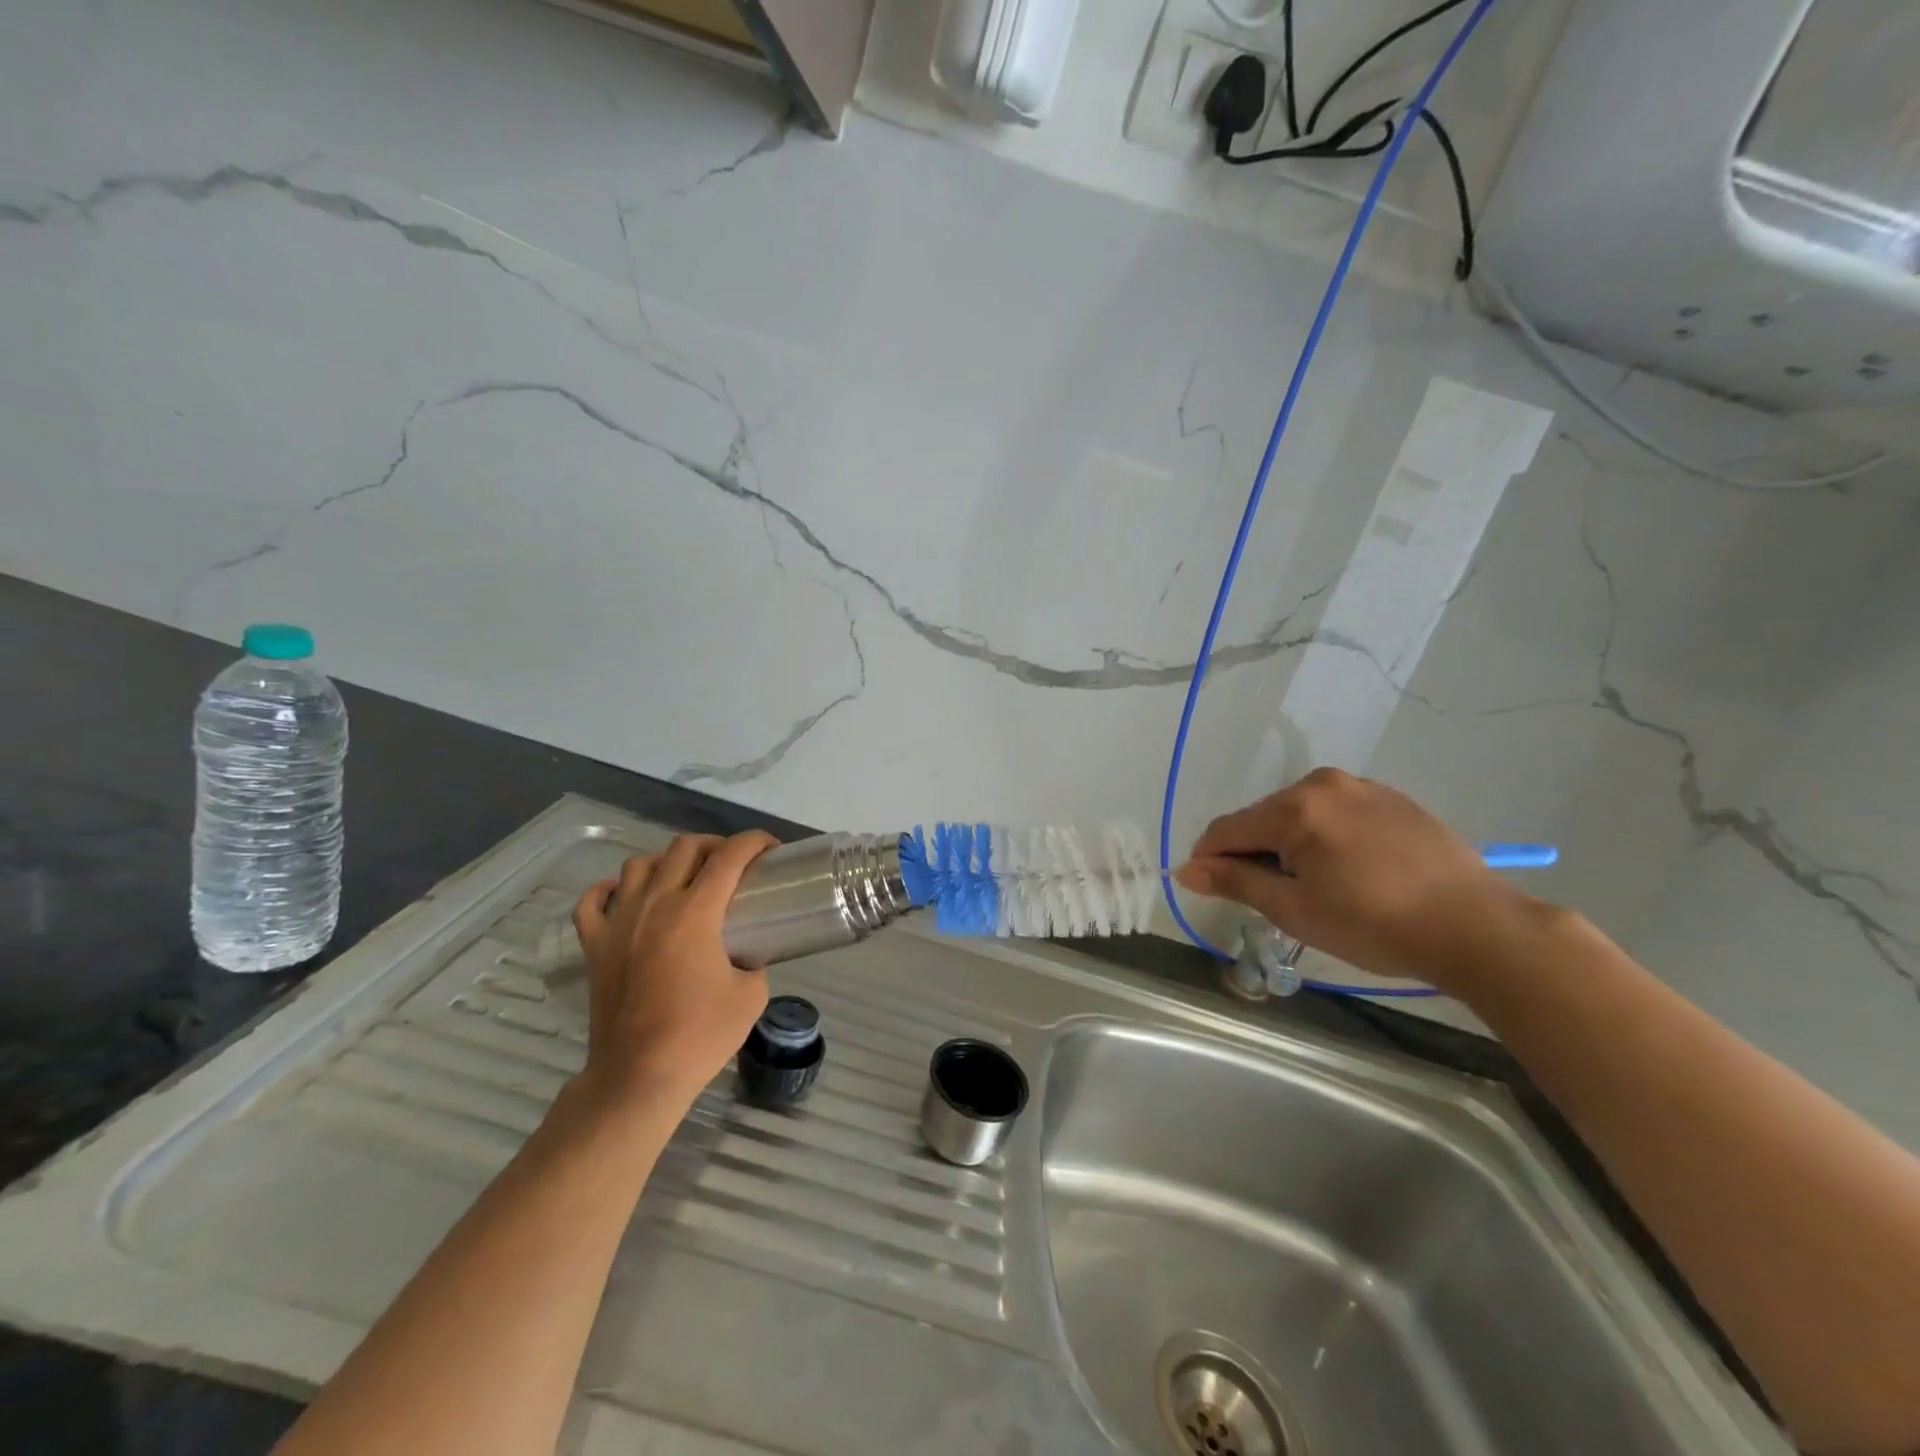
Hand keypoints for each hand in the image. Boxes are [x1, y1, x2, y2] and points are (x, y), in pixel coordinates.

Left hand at [571, 831, 777, 1110]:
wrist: (639, 1077)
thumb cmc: (700, 1036)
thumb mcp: (751, 995)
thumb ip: (753, 961)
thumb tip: (745, 955)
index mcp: (695, 912)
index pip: (730, 856)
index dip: (755, 841)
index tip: (771, 848)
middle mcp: (655, 905)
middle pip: (684, 848)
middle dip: (715, 845)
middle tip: (733, 864)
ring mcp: (619, 923)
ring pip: (638, 865)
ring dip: (666, 861)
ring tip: (683, 878)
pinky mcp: (594, 947)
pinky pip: (592, 902)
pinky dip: (608, 889)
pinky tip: (624, 894)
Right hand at [1176, 769, 1528, 987]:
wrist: (1476, 926)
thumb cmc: (1374, 924)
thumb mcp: (1295, 910)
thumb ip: (1236, 883)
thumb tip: (1187, 870)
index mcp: (1295, 808)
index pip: (1227, 829)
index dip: (1209, 860)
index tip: (1209, 889)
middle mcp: (1322, 784)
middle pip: (1263, 818)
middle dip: (1255, 853)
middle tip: (1276, 899)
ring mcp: (1361, 786)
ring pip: (1299, 814)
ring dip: (1291, 845)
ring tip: (1318, 887)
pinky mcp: (1391, 797)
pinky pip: (1336, 812)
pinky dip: (1326, 837)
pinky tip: (1351, 871)